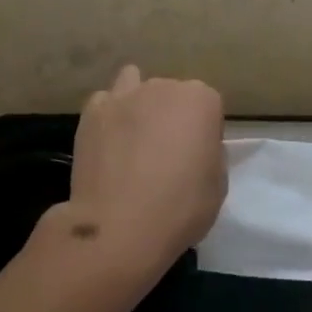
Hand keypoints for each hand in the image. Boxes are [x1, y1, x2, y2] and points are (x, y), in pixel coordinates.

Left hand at [63, 65, 225, 286]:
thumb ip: (210, 153)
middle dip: (170, 116)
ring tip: (133, 137)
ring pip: (134, 84)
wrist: (120, 226)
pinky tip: (107, 142)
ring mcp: (125, 95)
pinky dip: (108, 117)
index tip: (197, 159)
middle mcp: (164, 86)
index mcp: (201, 100)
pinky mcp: (92, 111)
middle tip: (164, 153)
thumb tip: (195, 148)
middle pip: (171, 94)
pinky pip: (104, 103)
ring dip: (137, 103)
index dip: (203, 133)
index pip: (208, 107)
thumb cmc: (180, 208)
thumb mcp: (218, 185)